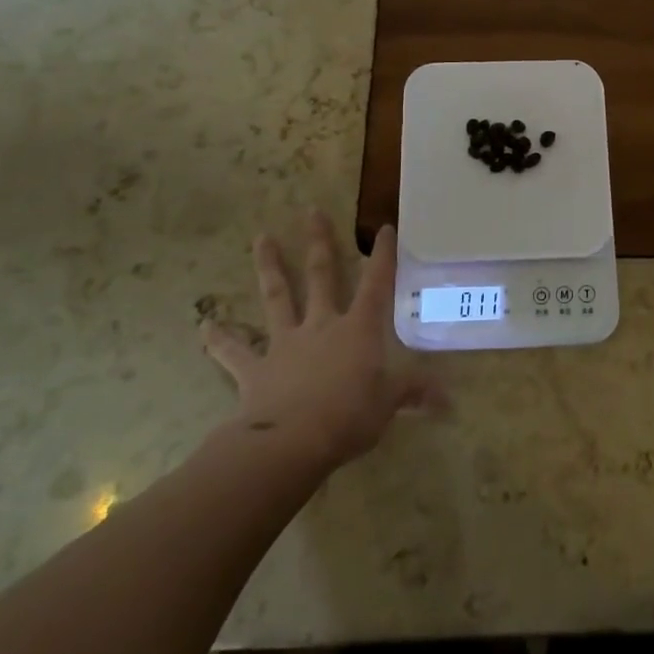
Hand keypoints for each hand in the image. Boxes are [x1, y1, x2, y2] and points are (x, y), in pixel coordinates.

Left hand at [200, 212, 444, 471]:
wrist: (291, 442)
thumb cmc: (349, 415)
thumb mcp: (390, 403)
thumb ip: (416, 393)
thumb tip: (449, 401)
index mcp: (358, 329)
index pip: (376, 283)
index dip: (383, 255)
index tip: (384, 227)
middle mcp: (321, 325)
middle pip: (321, 276)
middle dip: (318, 242)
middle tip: (310, 211)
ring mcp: (285, 343)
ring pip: (277, 297)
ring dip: (270, 267)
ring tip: (260, 238)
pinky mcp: (255, 369)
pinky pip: (234, 351)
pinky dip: (219, 340)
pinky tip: (203, 327)